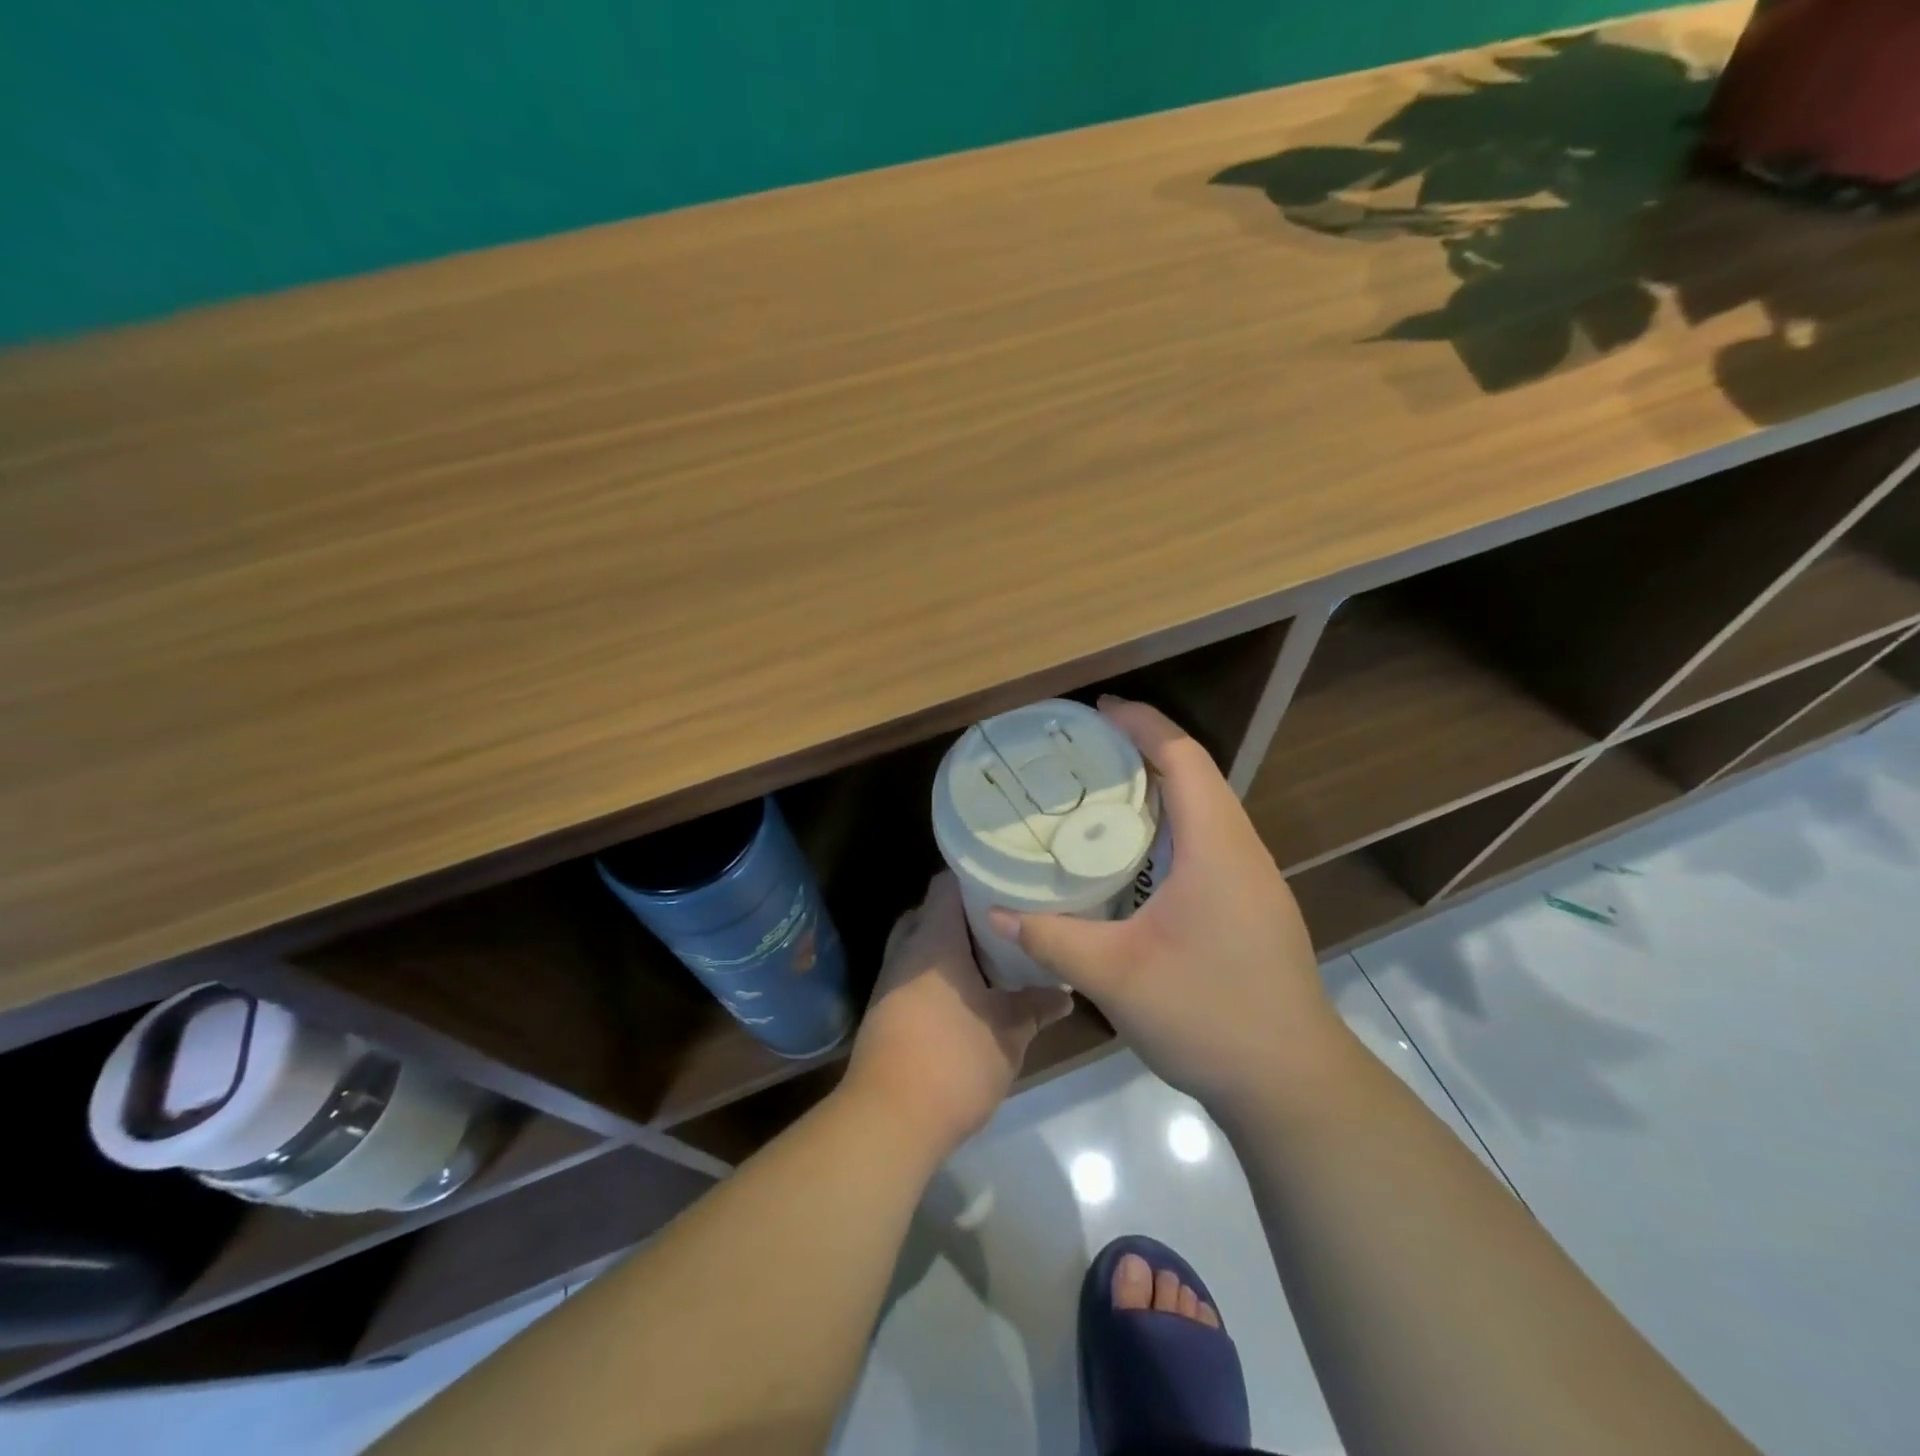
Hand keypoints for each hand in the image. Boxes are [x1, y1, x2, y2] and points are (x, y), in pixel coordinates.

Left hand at [842, 872, 1072, 1155]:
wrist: (889, 1119)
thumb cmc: (954, 1060)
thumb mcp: (1009, 1033)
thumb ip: (1036, 1007)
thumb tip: (1064, 994)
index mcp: (933, 939)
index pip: (946, 884)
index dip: (976, 877)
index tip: (1008, 882)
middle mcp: (906, 950)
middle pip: (931, 913)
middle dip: (965, 916)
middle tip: (1005, 921)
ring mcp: (890, 981)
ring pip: (921, 946)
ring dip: (951, 948)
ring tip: (993, 956)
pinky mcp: (884, 1010)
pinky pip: (913, 974)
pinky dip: (938, 975)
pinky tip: (968, 993)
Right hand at [987, 698, 1344, 1110]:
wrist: (1292, 1085)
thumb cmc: (1208, 1016)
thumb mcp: (1115, 976)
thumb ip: (1052, 938)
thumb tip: (995, 912)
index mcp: (1217, 848)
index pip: (1183, 758)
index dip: (1142, 725)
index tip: (1098, 711)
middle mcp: (1242, 851)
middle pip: (1196, 776)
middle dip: (1144, 750)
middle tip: (1085, 752)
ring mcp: (1253, 881)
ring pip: (1206, 811)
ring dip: (1159, 790)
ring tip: (1101, 794)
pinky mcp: (1252, 908)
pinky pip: (1208, 843)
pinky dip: (1170, 827)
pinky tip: (1134, 857)